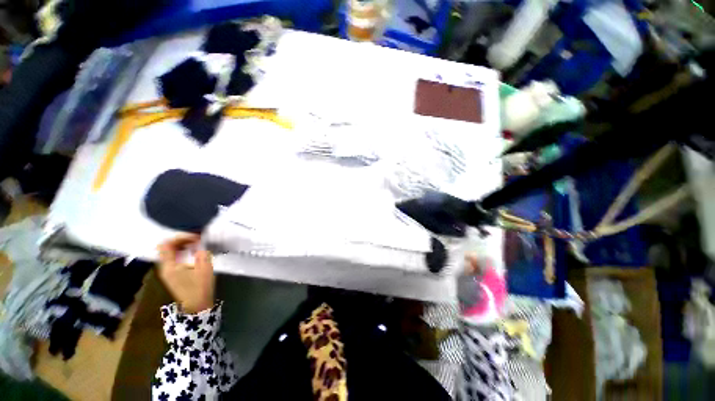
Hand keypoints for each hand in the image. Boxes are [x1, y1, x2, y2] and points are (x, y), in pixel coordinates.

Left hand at [157, 234, 214, 313]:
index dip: (180, 237)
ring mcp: (167, 272)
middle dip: (181, 240)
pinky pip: (173, 258)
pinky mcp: (173, 275)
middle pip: (166, 247)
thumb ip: (202, 254)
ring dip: (182, 246)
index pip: (166, 245)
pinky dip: (182, 252)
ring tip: (196, 244)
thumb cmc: (200, 287)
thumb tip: (200, 245)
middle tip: (197, 239)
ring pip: (169, 252)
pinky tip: (193, 252)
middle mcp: (165, 268)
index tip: (196, 237)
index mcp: (170, 266)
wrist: (197, 306)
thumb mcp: (205, 269)